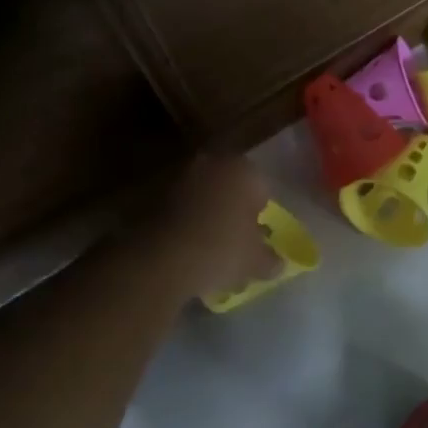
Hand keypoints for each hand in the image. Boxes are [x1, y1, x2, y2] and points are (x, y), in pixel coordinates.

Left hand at [125, 153, 277, 301]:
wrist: (160, 259)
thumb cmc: (222, 249)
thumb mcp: (256, 261)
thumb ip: (270, 259)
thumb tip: (277, 263)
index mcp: (242, 169)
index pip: (261, 187)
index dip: (261, 212)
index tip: (258, 235)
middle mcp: (210, 164)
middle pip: (229, 187)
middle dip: (233, 209)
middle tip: (236, 238)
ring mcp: (177, 178)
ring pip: (202, 196)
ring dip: (207, 214)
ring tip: (209, 247)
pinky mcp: (150, 196)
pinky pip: (178, 209)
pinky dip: (184, 224)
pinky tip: (186, 249)